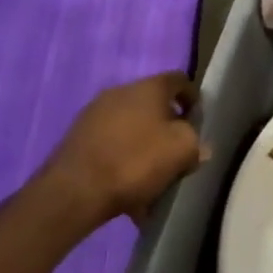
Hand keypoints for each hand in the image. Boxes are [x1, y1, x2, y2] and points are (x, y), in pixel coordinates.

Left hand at [39, 72, 203, 227]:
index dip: (193, 98)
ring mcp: (94, 114)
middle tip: (176, 152)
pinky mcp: (76, 138)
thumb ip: (196, 143)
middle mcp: (120, 92)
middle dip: (166, 127)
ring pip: (130, 127)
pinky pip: (110, 145)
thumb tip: (198, 147)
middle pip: (153, 105)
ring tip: (151, 177)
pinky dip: (122, 160)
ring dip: (143, 146)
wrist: (74, 192)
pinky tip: (127, 188)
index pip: (180, 80)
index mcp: (149, 87)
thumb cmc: (136, 162)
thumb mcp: (182, 151)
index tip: (197, 120)